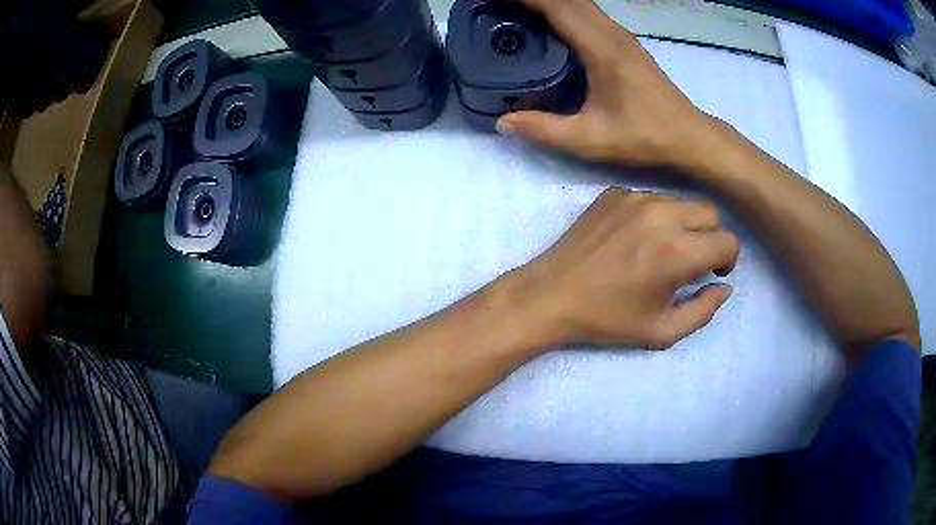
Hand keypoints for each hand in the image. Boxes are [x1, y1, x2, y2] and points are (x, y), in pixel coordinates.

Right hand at [496, 0, 716, 167]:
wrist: (689, 136)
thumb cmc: (645, 136)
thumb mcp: (591, 140)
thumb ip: (545, 130)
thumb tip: (502, 122)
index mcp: (603, 48)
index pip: (557, 6)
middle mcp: (612, 33)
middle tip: (498, 4)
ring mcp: (621, 35)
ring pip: (579, 2)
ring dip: (549, 0)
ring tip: (518, 8)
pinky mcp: (624, 42)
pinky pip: (588, 12)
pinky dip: (563, 7)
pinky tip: (548, 19)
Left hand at [515, 189, 737, 349]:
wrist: (551, 295)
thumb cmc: (608, 319)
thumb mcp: (662, 331)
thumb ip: (704, 310)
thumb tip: (725, 286)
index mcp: (677, 251)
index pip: (728, 241)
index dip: (726, 260)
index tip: (711, 273)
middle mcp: (661, 214)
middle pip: (710, 213)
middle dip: (710, 237)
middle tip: (692, 260)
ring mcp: (635, 197)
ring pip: (681, 201)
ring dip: (684, 223)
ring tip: (664, 249)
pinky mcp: (614, 192)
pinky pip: (651, 197)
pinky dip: (655, 215)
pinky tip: (636, 238)